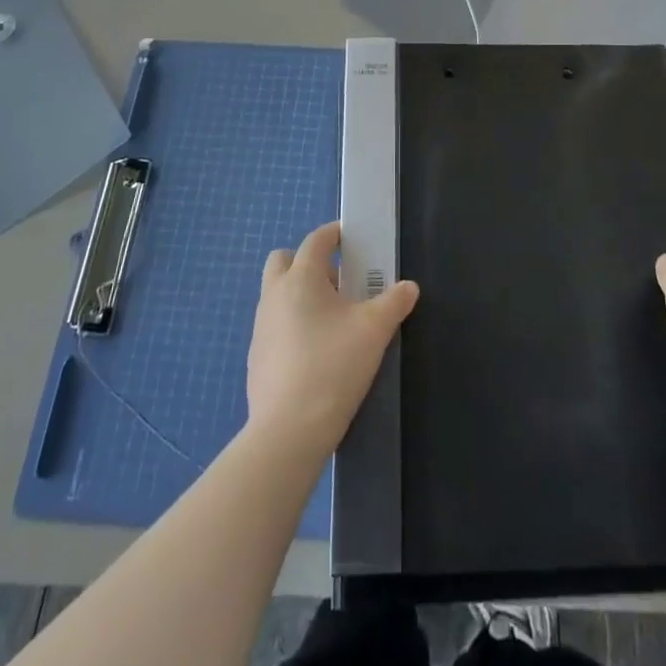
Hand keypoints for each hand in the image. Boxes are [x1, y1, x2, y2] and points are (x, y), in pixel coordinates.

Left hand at [247, 222, 418, 456]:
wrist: (288, 431)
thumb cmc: (333, 366)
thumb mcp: (374, 331)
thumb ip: (394, 302)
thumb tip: (408, 287)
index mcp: (301, 278)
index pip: (315, 240)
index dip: (333, 234)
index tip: (350, 238)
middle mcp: (274, 295)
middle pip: (283, 260)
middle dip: (308, 262)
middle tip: (338, 283)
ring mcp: (261, 327)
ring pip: (277, 294)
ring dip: (300, 294)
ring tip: (332, 321)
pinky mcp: (256, 357)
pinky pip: (274, 325)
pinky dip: (292, 325)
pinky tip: (315, 353)